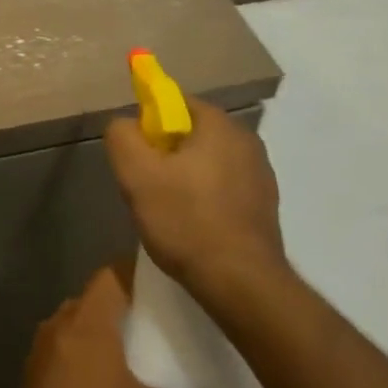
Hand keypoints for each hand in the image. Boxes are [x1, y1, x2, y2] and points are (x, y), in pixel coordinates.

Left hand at [7, 269, 245, 387]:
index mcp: (88, 315)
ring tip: (143, 365)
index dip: (143, 275)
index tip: (173, 289)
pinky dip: (88, 373)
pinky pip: (66, 366)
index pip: (115, 272)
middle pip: (98, 302)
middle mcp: (60, 324)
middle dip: (129, 312)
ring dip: (106, 344)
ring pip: (80, 334)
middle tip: (166, 330)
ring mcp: (41, 358)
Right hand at [103, 99, 285, 307]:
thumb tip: (124, 123)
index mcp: (219, 122)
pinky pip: (225, 187)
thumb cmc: (187, 221)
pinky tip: (196, 228)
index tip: (138, 156)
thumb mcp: (136, 175)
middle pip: (190, 133)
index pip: (173, 102)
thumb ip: (122, 136)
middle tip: (147, 187)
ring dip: (186, 178)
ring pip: (208, 162)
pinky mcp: (266, 204)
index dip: (149, 125)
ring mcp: (260, 172)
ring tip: (170, 213)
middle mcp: (245, 138)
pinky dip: (207, 199)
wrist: (243, 285)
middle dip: (165, 154)